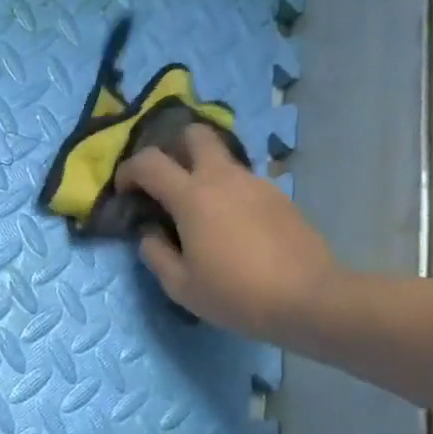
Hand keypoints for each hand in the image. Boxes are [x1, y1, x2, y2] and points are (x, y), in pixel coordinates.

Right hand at [117, 124, 339, 342]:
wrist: (307, 298)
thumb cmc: (235, 294)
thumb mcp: (180, 286)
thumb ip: (155, 253)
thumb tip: (150, 232)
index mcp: (192, 196)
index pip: (149, 162)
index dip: (129, 170)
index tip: (125, 191)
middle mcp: (223, 177)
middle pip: (195, 134)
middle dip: (174, 148)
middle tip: (167, 181)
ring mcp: (256, 183)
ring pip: (222, 158)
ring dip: (203, 172)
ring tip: (200, 211)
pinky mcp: (279, 196)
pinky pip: (243, 182)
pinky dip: (228, 192)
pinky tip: (232, 227)